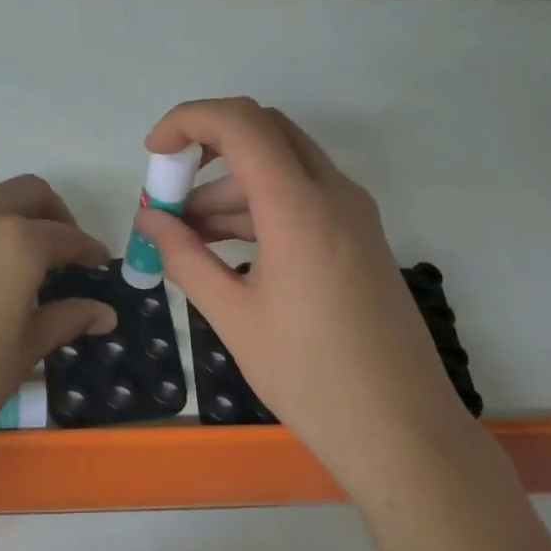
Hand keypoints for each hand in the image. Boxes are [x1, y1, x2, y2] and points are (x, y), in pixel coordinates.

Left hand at [0, 175, 115, 485]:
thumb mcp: (23, 353)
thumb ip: (67, 319)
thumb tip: (104, 312)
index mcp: (16, 242)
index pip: (67, 236)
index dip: (89, 251)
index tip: (100, 266)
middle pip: (28, 193)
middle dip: (55, 216)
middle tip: (64, 255)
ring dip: (13, 215)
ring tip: (21, 260)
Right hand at [133, 98, 462, 492]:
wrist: (401, 430)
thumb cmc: (311, 377)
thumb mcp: (234, 317)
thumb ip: (185, 258)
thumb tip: (148, 220)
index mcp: (300, 207)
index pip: (240, 123)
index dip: (188, 121)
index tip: (153, 156)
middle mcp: (333, 193)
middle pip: (264, 131)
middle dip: (207, 148)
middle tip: (169, 191)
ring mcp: (353, 213)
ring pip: (282, 165)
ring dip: (230, 186)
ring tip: (185, 235)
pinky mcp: (359, 236)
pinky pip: (301, 196)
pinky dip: (258, 207)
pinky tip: (224, 249)